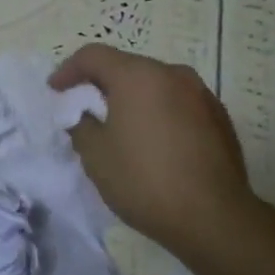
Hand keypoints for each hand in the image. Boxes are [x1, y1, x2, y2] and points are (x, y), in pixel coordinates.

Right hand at [50, 44, 271, 255]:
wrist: (214, 218)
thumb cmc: (144, 180)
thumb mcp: (95, 154)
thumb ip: (80, 124)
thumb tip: (84, 114)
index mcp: (138, 76)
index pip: (94, 56)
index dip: (68, 70)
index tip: (55, 90)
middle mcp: (173, 74)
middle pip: (127, 67)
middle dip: (101, 83)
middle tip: (84, 107)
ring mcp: (202, 95)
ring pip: (156, 85)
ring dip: (133, 98)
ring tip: (119, 126)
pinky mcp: (220, 118)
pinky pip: (178, 104)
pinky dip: (158, 112)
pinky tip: (153, 142)